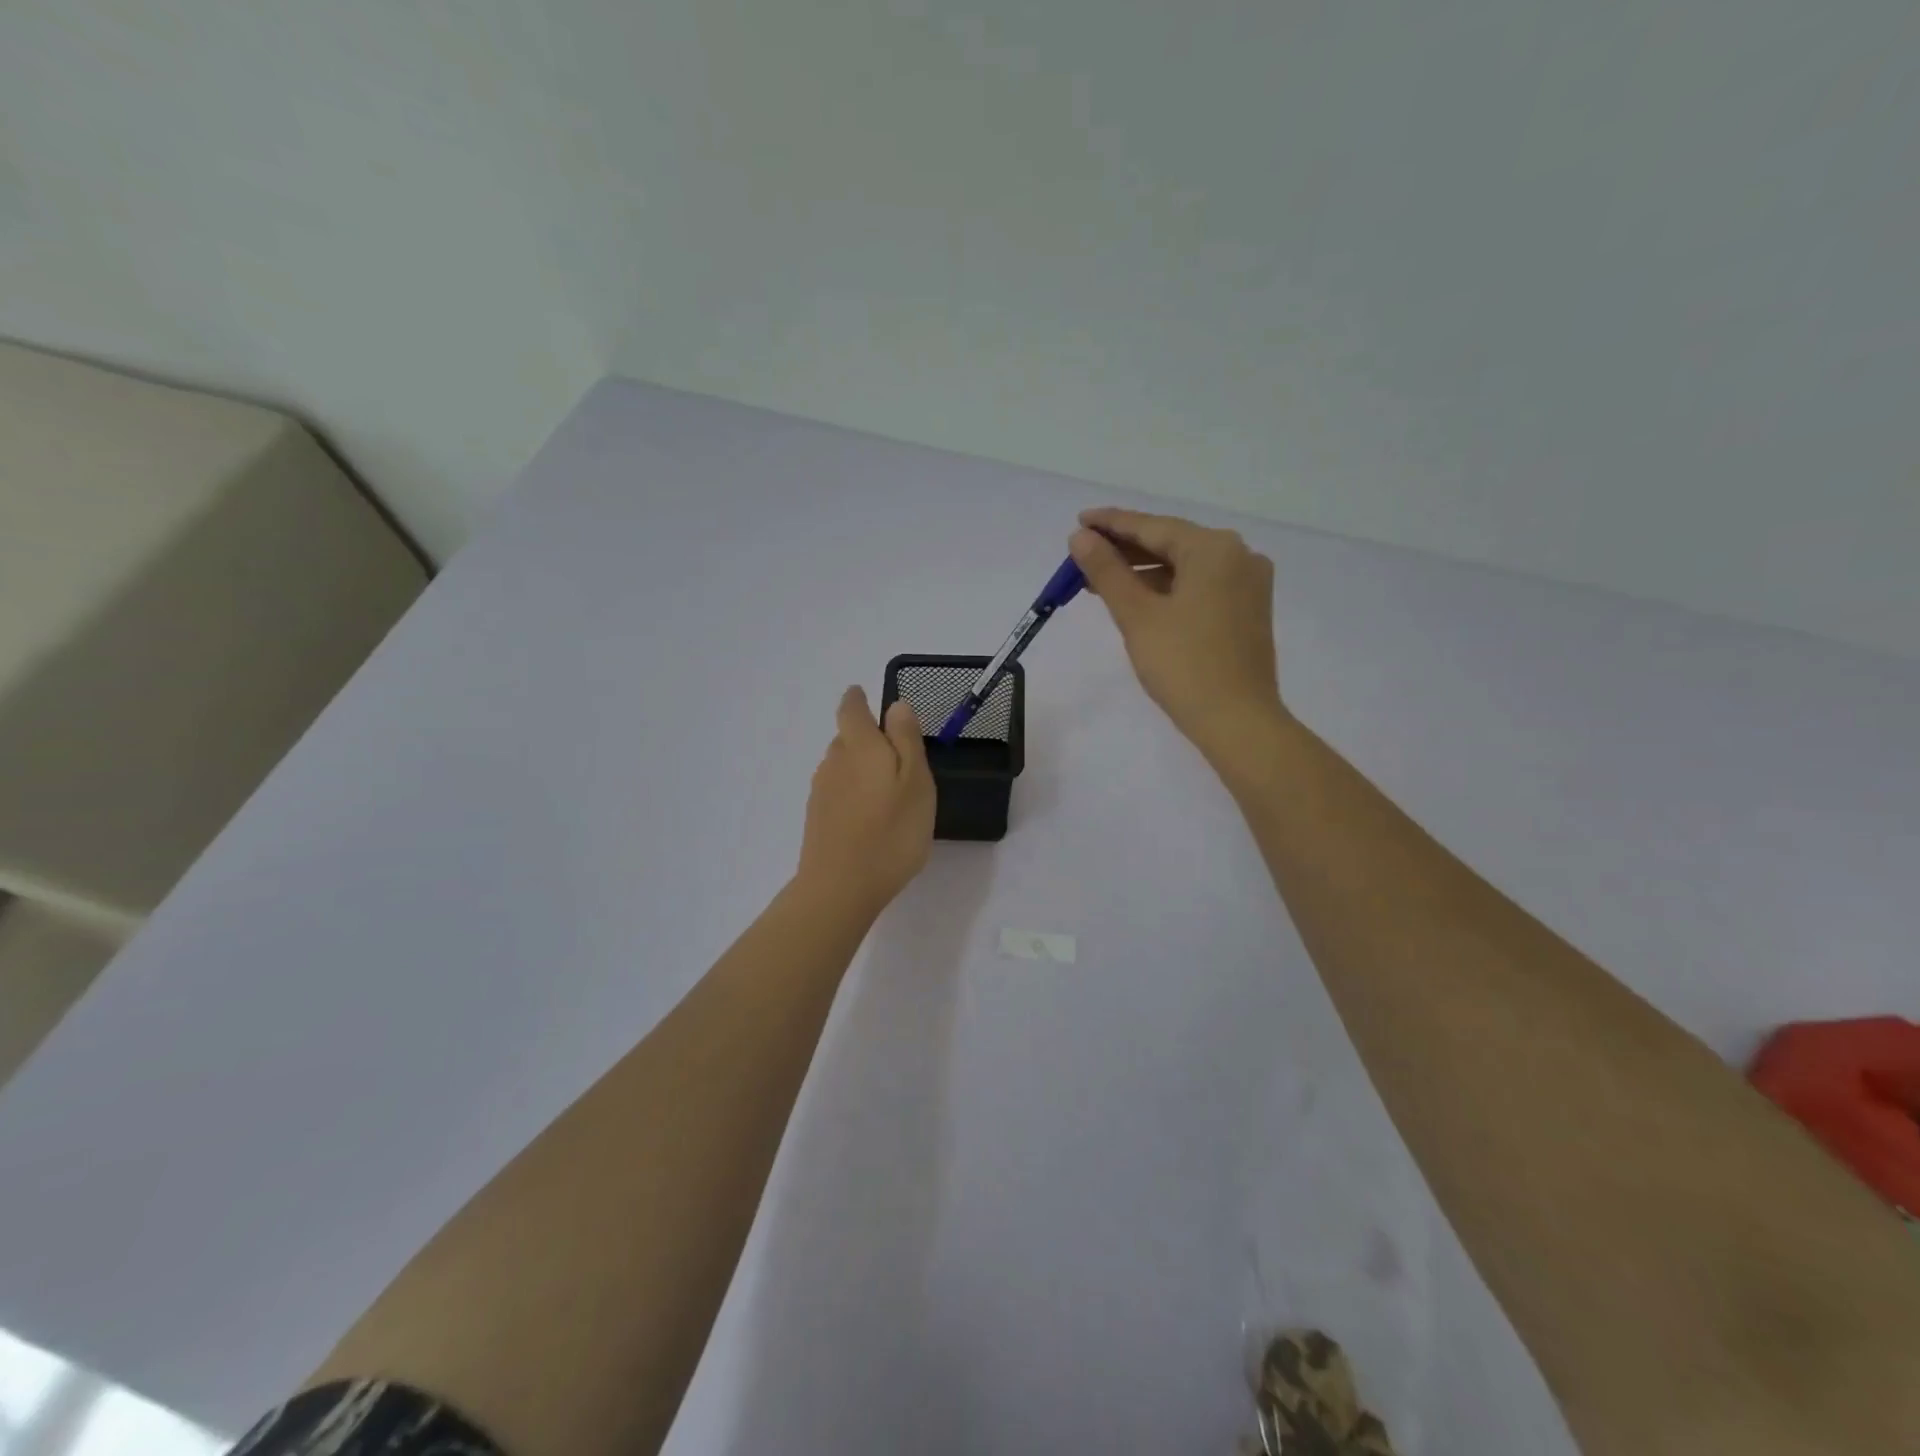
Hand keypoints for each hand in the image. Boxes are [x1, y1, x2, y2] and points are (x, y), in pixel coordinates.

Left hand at [795, 687, 936, 916]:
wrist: (840, 888)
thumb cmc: (890, 832)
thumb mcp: (915, 781)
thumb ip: (906, 739)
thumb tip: (896, 705)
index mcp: (859, 746)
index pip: (851, 708)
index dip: (858, 699)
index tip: (866, 696)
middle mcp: (833, 761)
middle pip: (846, 738)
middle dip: (866, 738)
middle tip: (896, 756)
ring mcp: (821, 791)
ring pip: (841, 766)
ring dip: (860, 768)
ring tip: (887, 790)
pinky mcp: (816, 818)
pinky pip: (837, 792)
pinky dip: (853, 793)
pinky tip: (869, 816)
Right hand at [1069, 507, 1285, 760]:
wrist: (1237, 721)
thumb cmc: (1183, 665)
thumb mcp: (1137, 615)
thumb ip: (1107, 571)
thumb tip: (1081, 537)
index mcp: (1214, 549)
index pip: (1152, 527)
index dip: (1111, 524)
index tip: (1079, 520)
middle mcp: (1238, 556)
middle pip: (1171, 543)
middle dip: (1125, 550)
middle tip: (1083, 554)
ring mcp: (1248, 584)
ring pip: (1185, 566)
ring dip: (1144, 572)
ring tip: (1101, 581)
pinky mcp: (1247, 609)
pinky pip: (1200, 585)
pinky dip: (1167, 588)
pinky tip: (1139, 599)